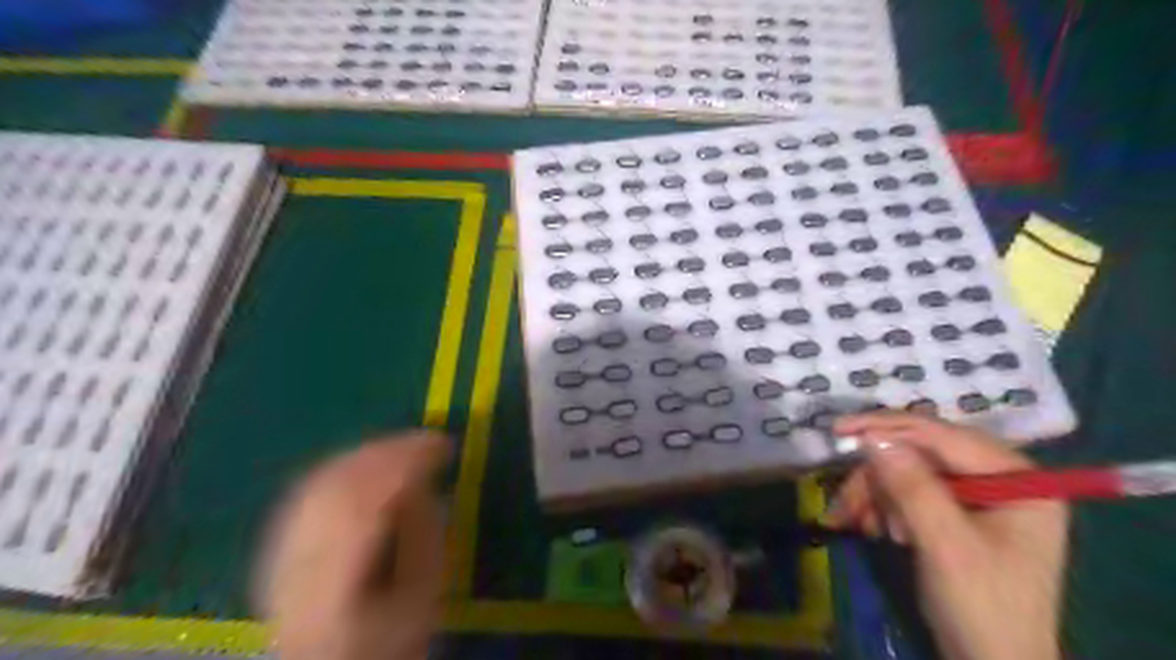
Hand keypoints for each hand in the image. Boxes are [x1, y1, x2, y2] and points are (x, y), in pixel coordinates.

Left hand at [254, 431, 450, 659]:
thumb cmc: (388, 641)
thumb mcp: (422, 596)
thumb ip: (422, 536)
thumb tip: (422, 482)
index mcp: (337, 586)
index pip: (367, 505)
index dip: (406, 465)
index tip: (443, 446)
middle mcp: (297, 564)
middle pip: (339, 485)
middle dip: (388, 451)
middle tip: (428, 440)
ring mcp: (279, 553)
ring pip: (321, 480)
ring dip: (367, 454)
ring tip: (405, 446)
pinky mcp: (277, 544)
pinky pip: (312, 488)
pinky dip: (345, 466)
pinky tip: (369, 461)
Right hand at [824, 414, 1067, 659]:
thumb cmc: (983, 608)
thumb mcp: (945, 545)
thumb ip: (912, 487)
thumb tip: (872, 438)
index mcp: (1019, 478)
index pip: (944, 436)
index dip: (889, 429)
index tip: (841, 429)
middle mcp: (1000, 478)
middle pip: (921, 453)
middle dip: (878, 475)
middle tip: (844, 497)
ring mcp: (979, 496)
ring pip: (908, 472)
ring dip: (876, 494)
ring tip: (855, 522)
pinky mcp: (958, 513)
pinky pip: (909, 492)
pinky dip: (884, 507)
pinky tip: (873, 529)